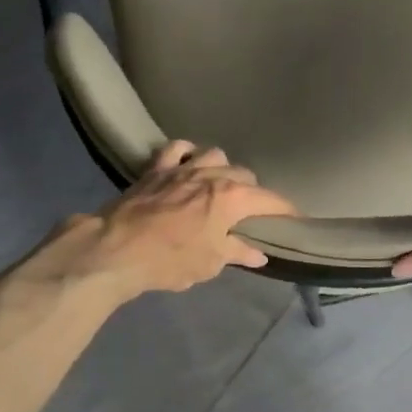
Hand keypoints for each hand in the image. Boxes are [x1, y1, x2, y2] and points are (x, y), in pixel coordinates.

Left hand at [60, 141, 296, 298]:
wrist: (117, 249)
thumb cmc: (171, 259)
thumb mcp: (210, 263)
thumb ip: (237, 253)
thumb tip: (258, 254)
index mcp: (232, 198)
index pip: (271, 200)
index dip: (286, 211)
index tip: (295, 220)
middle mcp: (213, 174)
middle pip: (245, 175)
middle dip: (253, 192)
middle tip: (250, 212)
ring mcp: (183, 168)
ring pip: (215, 155)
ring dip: (222, 168)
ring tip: (220, 185)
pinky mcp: (155, 168)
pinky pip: (176, 149)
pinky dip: (186, 154)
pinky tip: (188, 163)